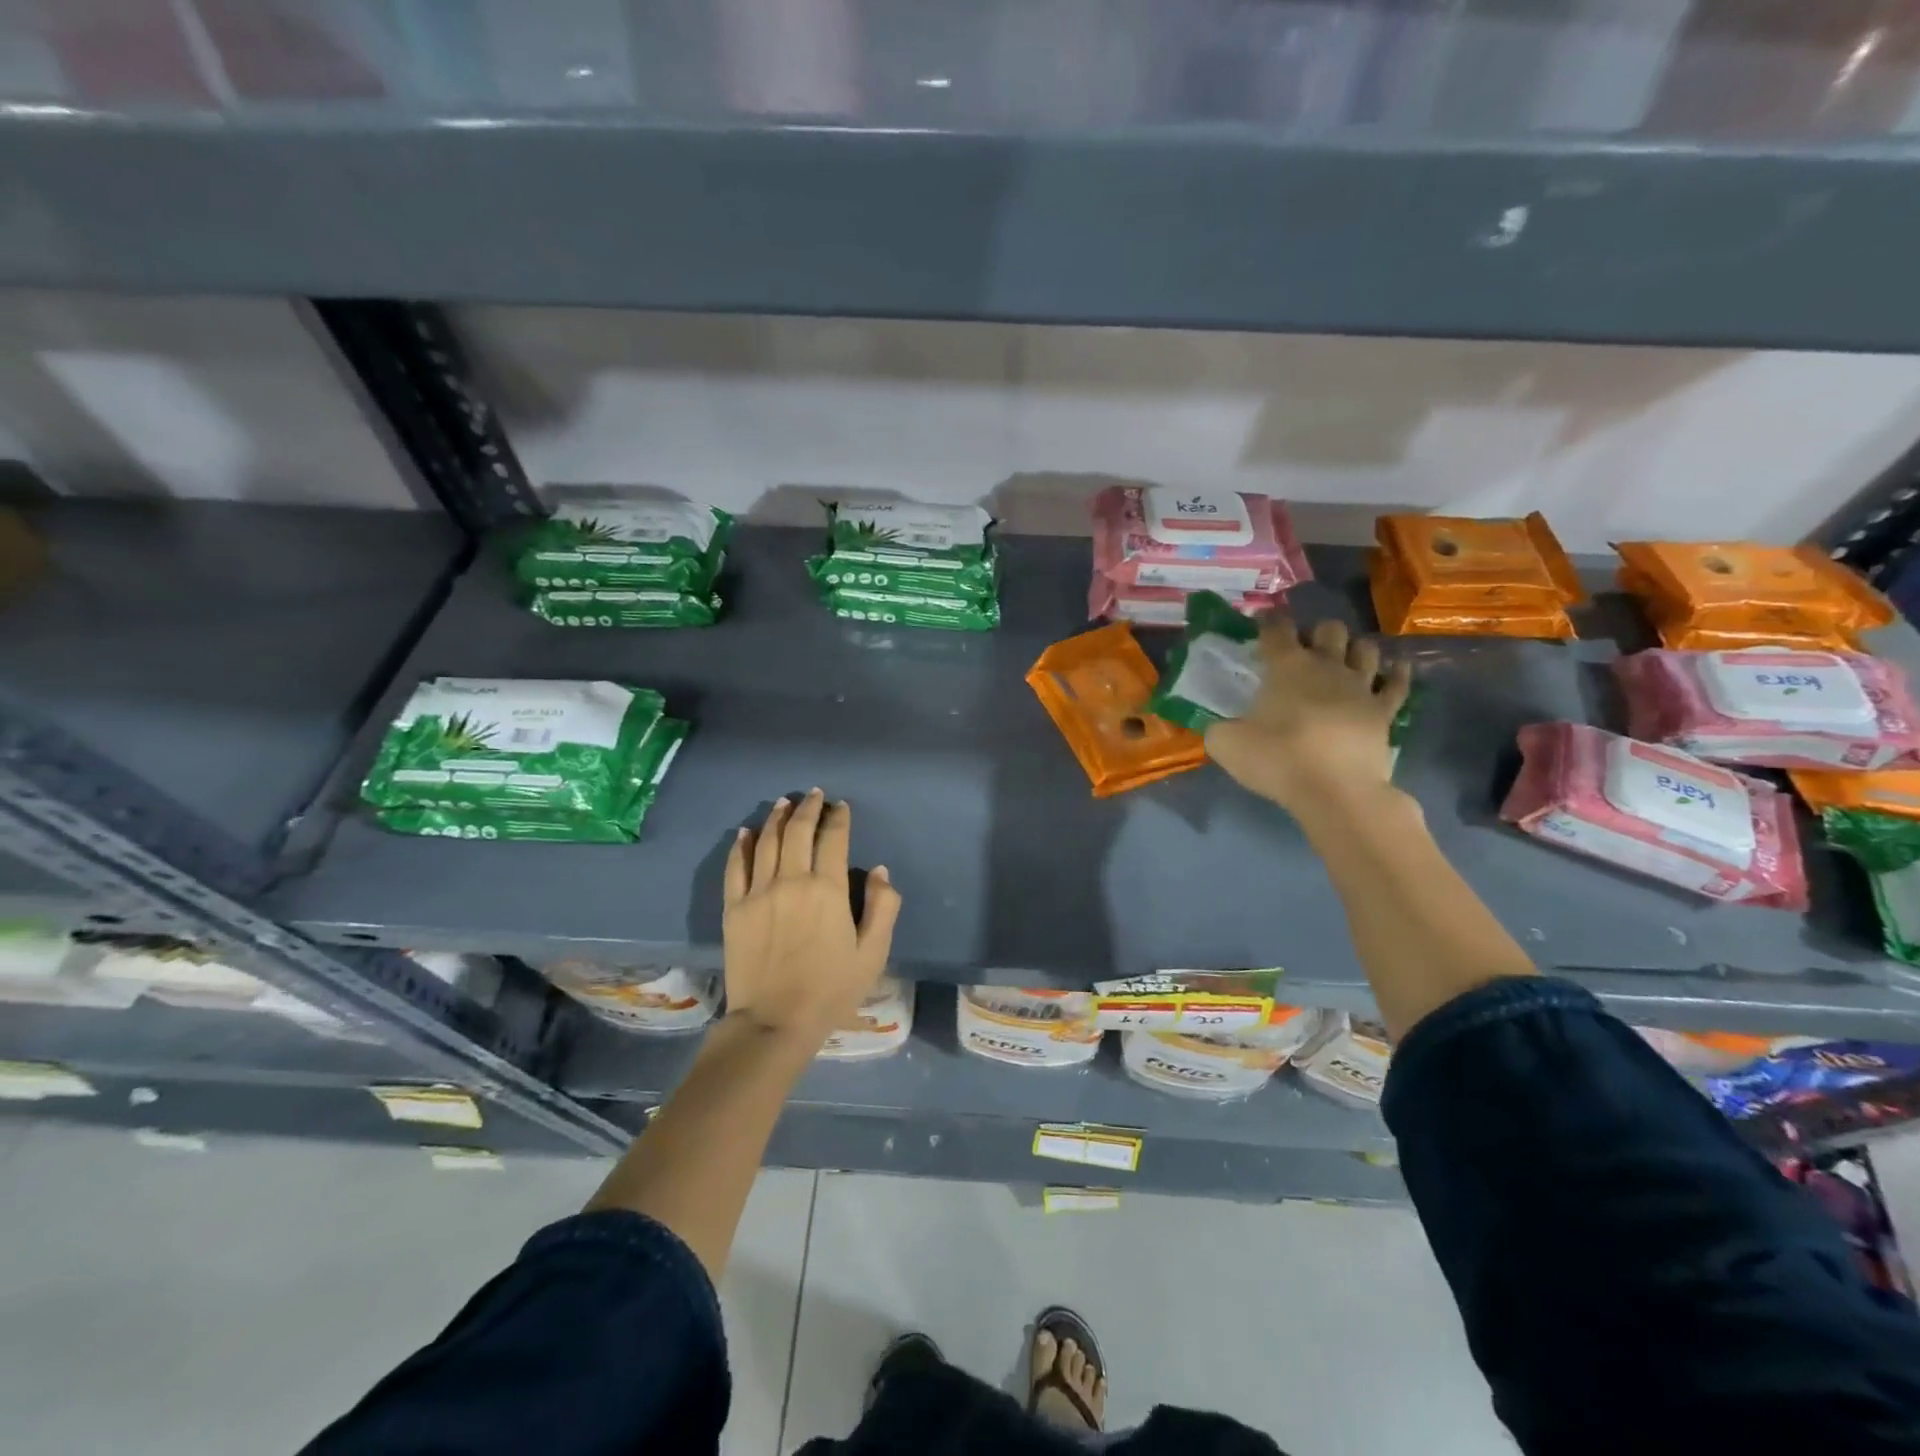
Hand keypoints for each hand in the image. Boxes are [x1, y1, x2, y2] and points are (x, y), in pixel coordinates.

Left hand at [722, 789, 901, 1043]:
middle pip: (798, 831)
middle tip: (814, 795)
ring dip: (777, 818)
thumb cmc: (831, 990)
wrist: (774, 1022)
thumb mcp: (873, 953)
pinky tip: (746, 833)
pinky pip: (736, 867)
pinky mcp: (734, 908)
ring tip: (784, 803)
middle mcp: (791, 880)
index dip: (839, 818)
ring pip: (767, 842)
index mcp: (828, 889)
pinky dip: (742, 845)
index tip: (841, 807)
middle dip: (809, 808)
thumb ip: (883, 908)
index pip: (833, 839)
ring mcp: (758, 892)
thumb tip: (881, 871)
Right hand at [1204, 615, 1411, 818]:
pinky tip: (1394, 669)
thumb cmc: (1277, 760)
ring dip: (1354, 649)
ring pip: (1366, 648)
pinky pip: (1398, 683)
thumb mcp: (1225, 745)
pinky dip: (1396, 673)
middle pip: (1329, 629)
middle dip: (1317, 633)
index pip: (1276, 630)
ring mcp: (1361, 686)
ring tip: (1344, 660)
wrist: (1335, 791)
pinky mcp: (1386, 711)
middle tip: (1304, 651)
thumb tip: (1219, 725)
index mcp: (1286, 667)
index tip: (1262, 624)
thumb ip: (1219, 727)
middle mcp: (1327, 666)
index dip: (1268, 622)